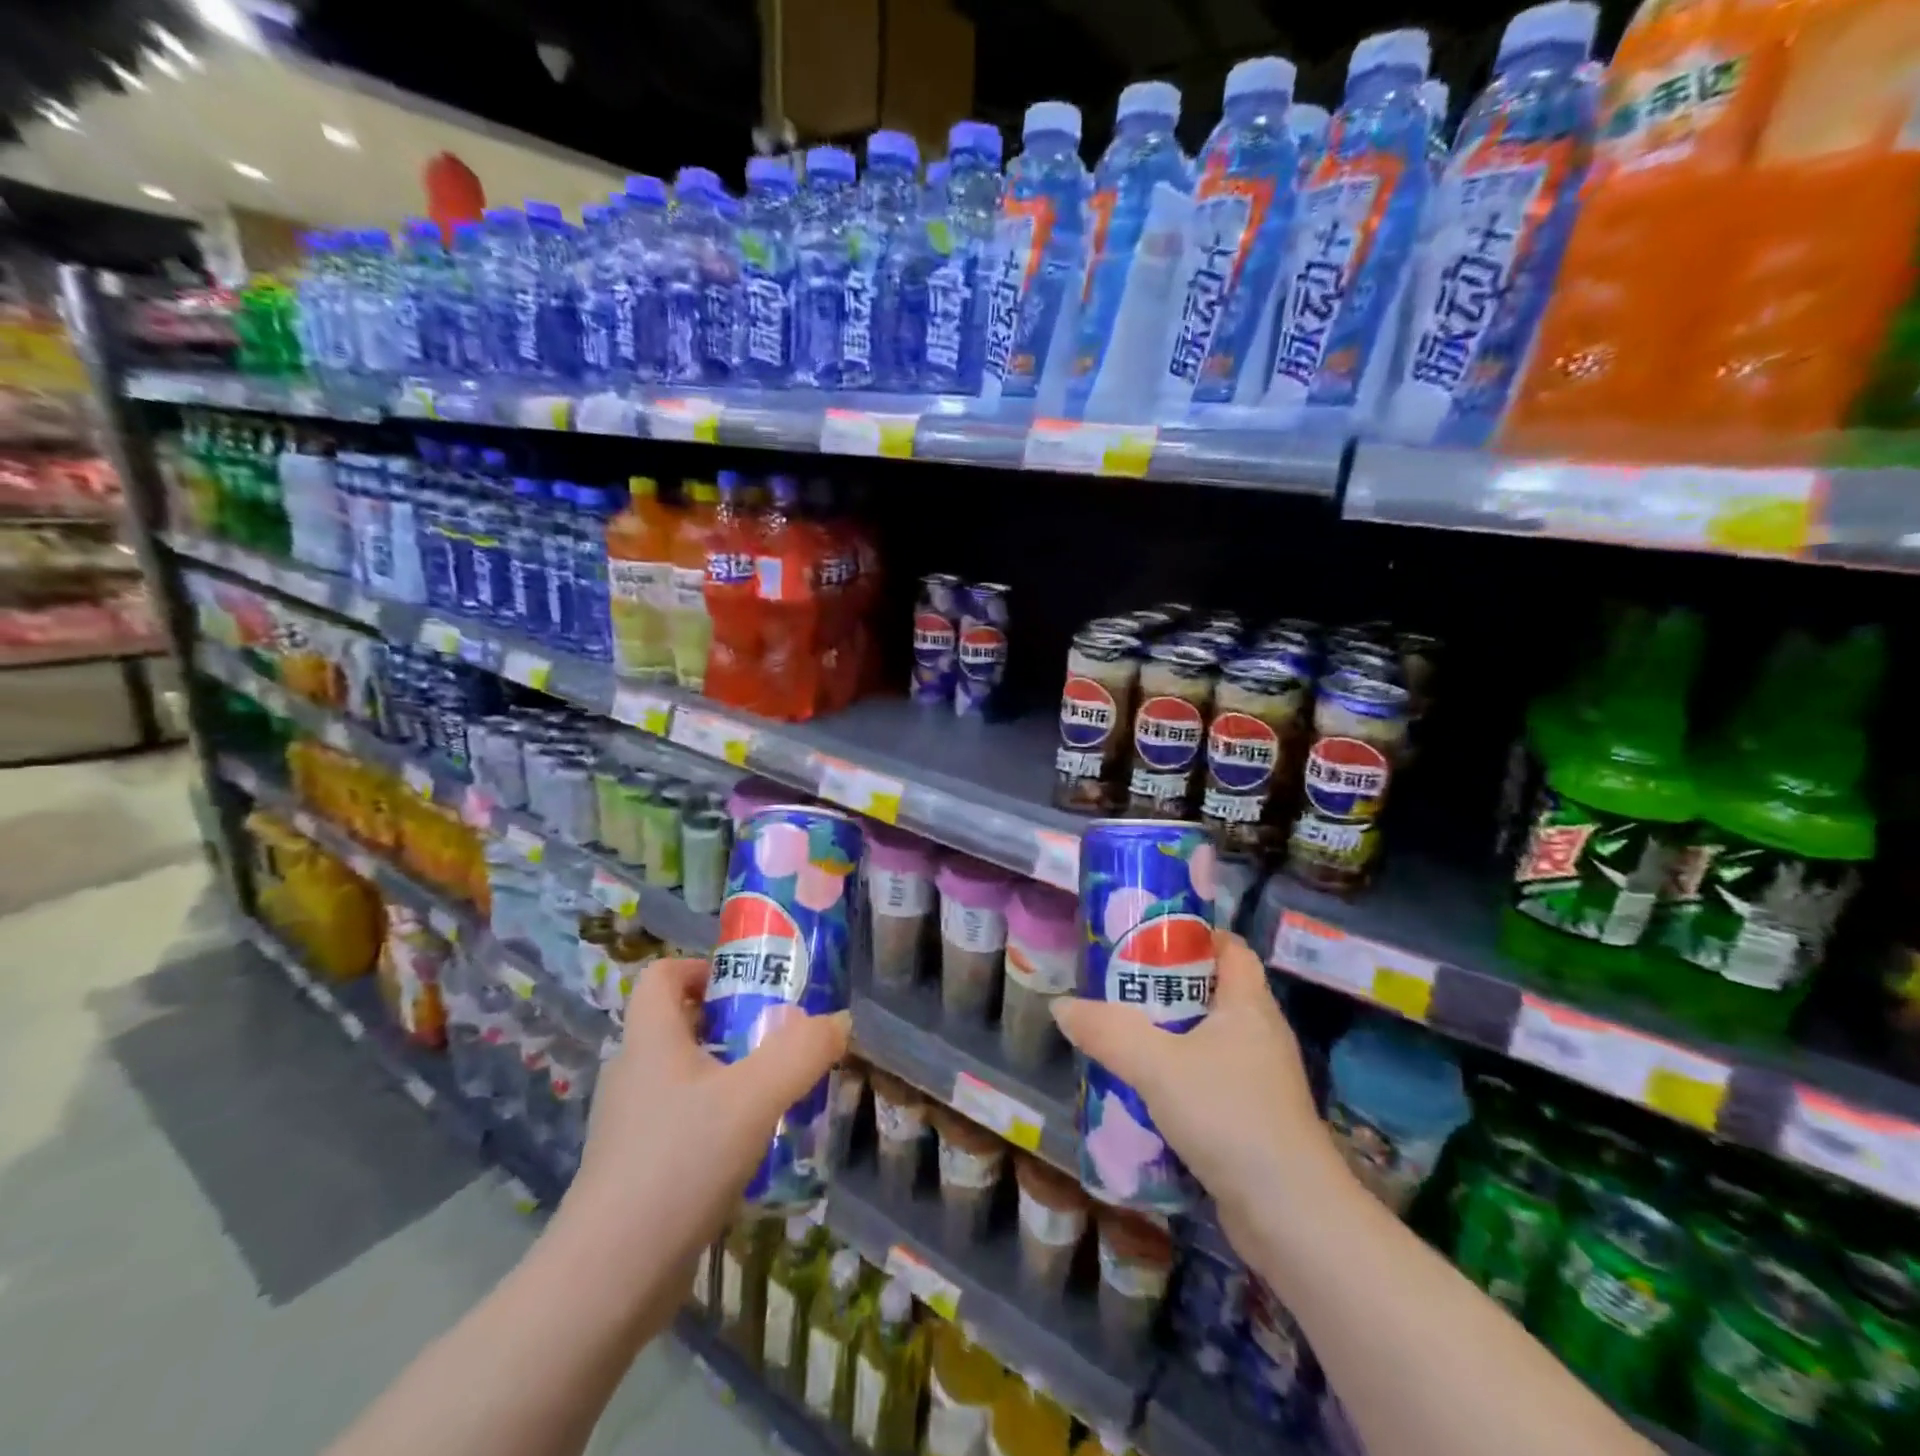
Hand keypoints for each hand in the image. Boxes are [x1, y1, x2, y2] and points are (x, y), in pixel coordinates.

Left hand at [564, 958, 849, 1267]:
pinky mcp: (636, 1169)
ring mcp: (630, 1125)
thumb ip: (802, 1052)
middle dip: (730, 1022)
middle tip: (777, 1038)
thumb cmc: (679, 1163)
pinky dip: (715, 1120)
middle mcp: (633, 1074)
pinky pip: (681, 1123)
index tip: (746, 984)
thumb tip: (839, 1022)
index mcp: (650, 1041)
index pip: (660, 976)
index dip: (700, 967)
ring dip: (728, 1074)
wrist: (609, 1279)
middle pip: (678, 1024)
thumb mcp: (754, 1098)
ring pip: (684, 1077)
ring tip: (775, 1093)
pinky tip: (750, 1149)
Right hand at [1051, 930, 1333, 1241]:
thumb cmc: (1229, 1116)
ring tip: (1118, 1035)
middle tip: (1115, 987)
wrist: (1291, 1218)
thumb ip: (1107, 1032)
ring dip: (1165, 1036)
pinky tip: (1141, 1090)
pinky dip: (1176, 1077)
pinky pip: (1207, 1080)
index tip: (1145, 937)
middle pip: (1210, 992)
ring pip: (1205, 1040)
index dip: (1191, 935)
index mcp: (1249, 1005)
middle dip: (1163, 987)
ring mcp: (1259, 1080)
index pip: (1228, 947)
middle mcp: (1259, 1034)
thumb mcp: (1157, 1066)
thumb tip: (1061, 1006)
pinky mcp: (1251, 1119)